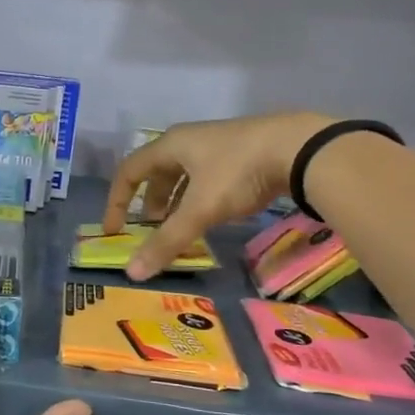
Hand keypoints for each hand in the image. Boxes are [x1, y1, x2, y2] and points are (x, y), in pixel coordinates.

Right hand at [102, 111, 337, 279]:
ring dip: (175, 202)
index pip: (129, 171)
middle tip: (150, 231)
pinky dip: (199, 198)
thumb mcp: (200, 209)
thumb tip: (132, 273)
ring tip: (178, 228)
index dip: (117, 201)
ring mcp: (217, 145)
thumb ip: (167, 241)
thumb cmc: (237, 172)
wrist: (299, 147)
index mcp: (170, 145)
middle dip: (149, 204)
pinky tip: (212, 215)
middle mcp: (189, 141)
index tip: (115, 230)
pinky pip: (207, 178)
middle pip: (156, 173)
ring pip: (184, 176)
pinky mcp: (241, 153)